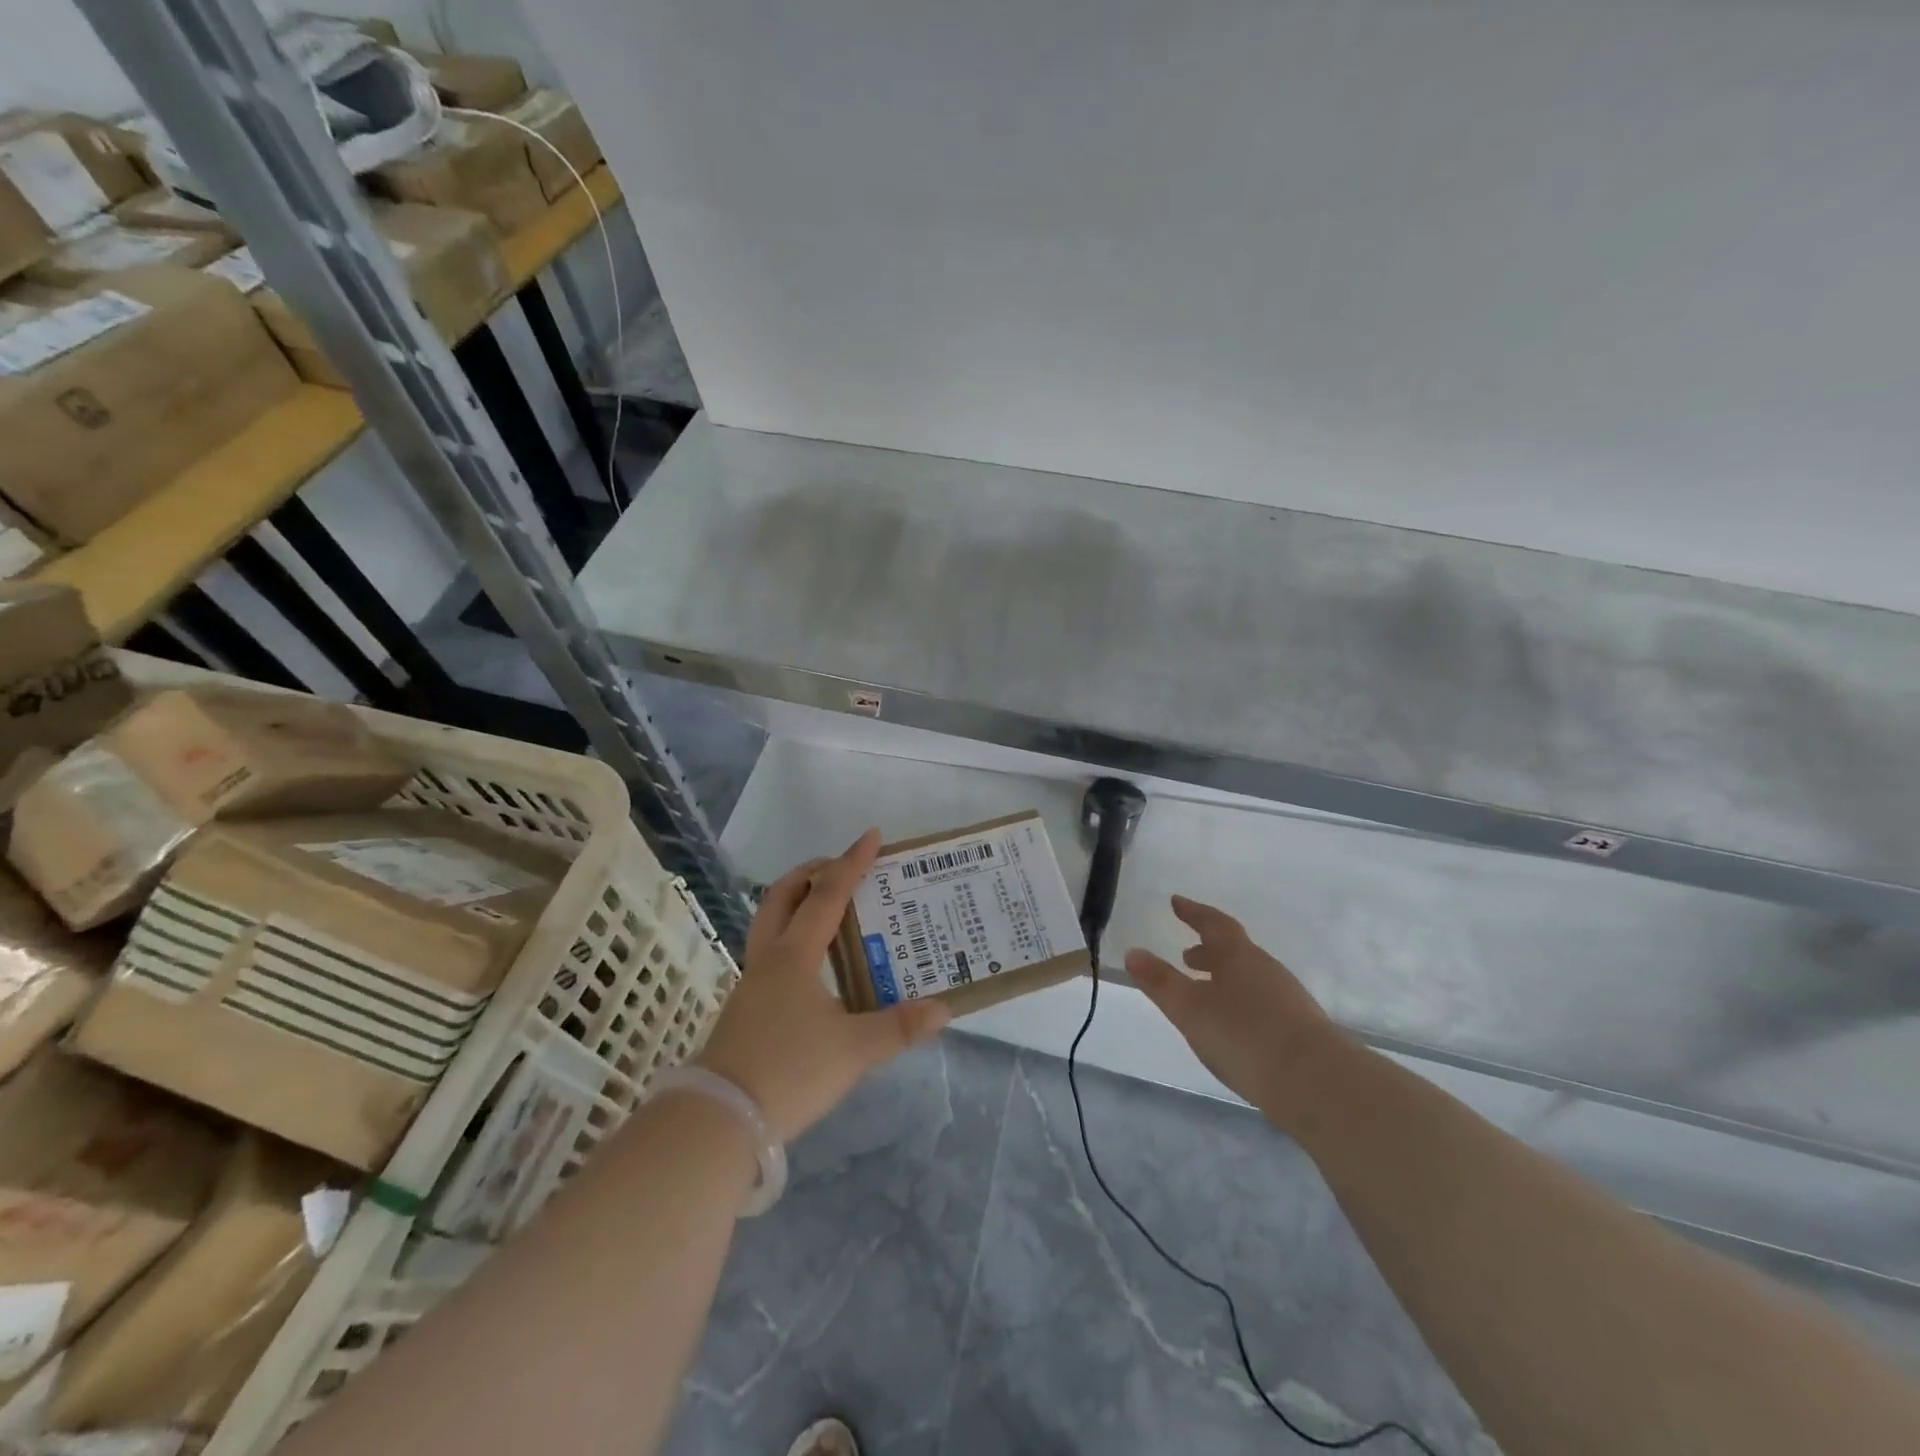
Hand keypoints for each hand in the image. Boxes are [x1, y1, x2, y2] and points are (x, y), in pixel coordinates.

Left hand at [697, 830, 950, 1142]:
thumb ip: (899, 1027)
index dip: (852, 863)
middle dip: (812, 873)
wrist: (719, 1120)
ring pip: (771, 923)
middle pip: (783, 896)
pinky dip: (795, 937)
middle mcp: (769, 959)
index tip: (872, 836)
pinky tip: (817, 964)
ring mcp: (752, 983)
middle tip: (842, 867)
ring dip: (799, 903)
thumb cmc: (789, 1071)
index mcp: (794, 955)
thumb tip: (942, 1009)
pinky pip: (772, 952)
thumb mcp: (854, 1050)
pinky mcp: (746, 1008)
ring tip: (833, 909)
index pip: (828, 895)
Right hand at [1124, 896, 1344, 1126]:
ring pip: (1249, 978)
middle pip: (1234, 951)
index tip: (1177, 902)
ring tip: (1205, 994)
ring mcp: (1288, 999)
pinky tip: (1235, 1027)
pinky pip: (1262, 1002)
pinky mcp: (1301, 1030)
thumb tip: (1133, 952)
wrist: (1318, 1084)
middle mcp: (1266, 969)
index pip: (1214, 924)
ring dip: (1224, 978)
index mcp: (1239, 956)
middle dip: (1208, 951)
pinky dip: (1241, 1002)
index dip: (1194, 912)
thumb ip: (1160, 982)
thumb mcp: (1191, 1009)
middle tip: (1186, 957)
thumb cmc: (1245, 1035)